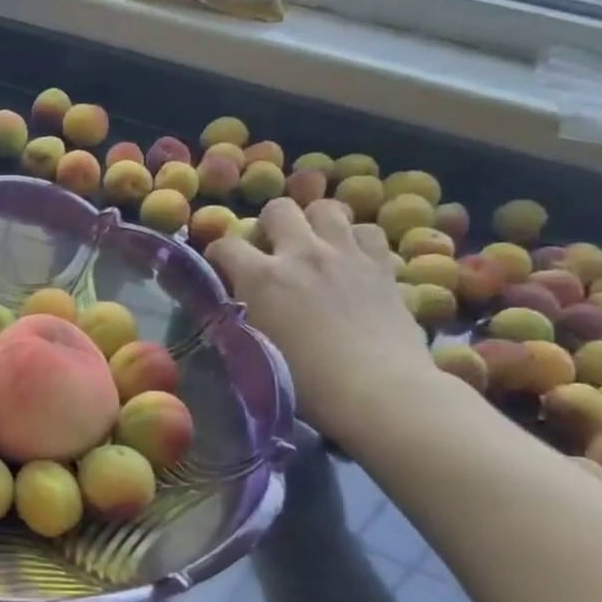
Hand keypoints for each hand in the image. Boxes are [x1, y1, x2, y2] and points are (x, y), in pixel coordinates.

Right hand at [206, 198, 434, 448]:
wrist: (379, 392)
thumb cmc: (307, 383)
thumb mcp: (254, 348)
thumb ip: (240, 315)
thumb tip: (233, 304)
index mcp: (261, 277)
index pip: (225, 244)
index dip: (218, 255)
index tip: (222, 271)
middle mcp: (302, 253)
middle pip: (279, 208)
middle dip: (269, 225)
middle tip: (272, 252)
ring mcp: (346, 255)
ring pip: (327, 208)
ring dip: (315, 224)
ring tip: (314, 247)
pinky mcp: (383, 266)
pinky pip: (367, 232)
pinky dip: (355, 241)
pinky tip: (352, 261)